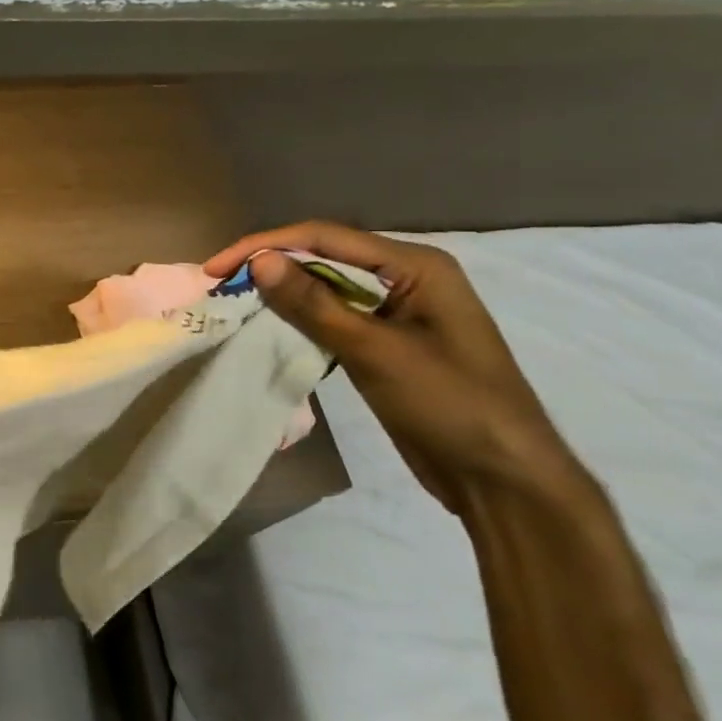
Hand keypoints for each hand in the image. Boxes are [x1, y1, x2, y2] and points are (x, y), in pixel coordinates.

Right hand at [207, 223, 582, 515]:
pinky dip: (298, 318)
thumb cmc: (451, 406)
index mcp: (415, 265)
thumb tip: (258, 262)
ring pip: (324, 287)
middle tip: (218, 284)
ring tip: (233, 300)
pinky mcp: (386, 342)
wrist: (505, 483)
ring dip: (280, 292)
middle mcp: (406, 278)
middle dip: (269, 265)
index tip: (216, 268)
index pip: (324, 238)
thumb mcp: (376, 353)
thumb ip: (314, 305)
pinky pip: (333, 316)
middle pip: (322, 256)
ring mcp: (397, 311)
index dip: (265, 246)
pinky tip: (267, 326)